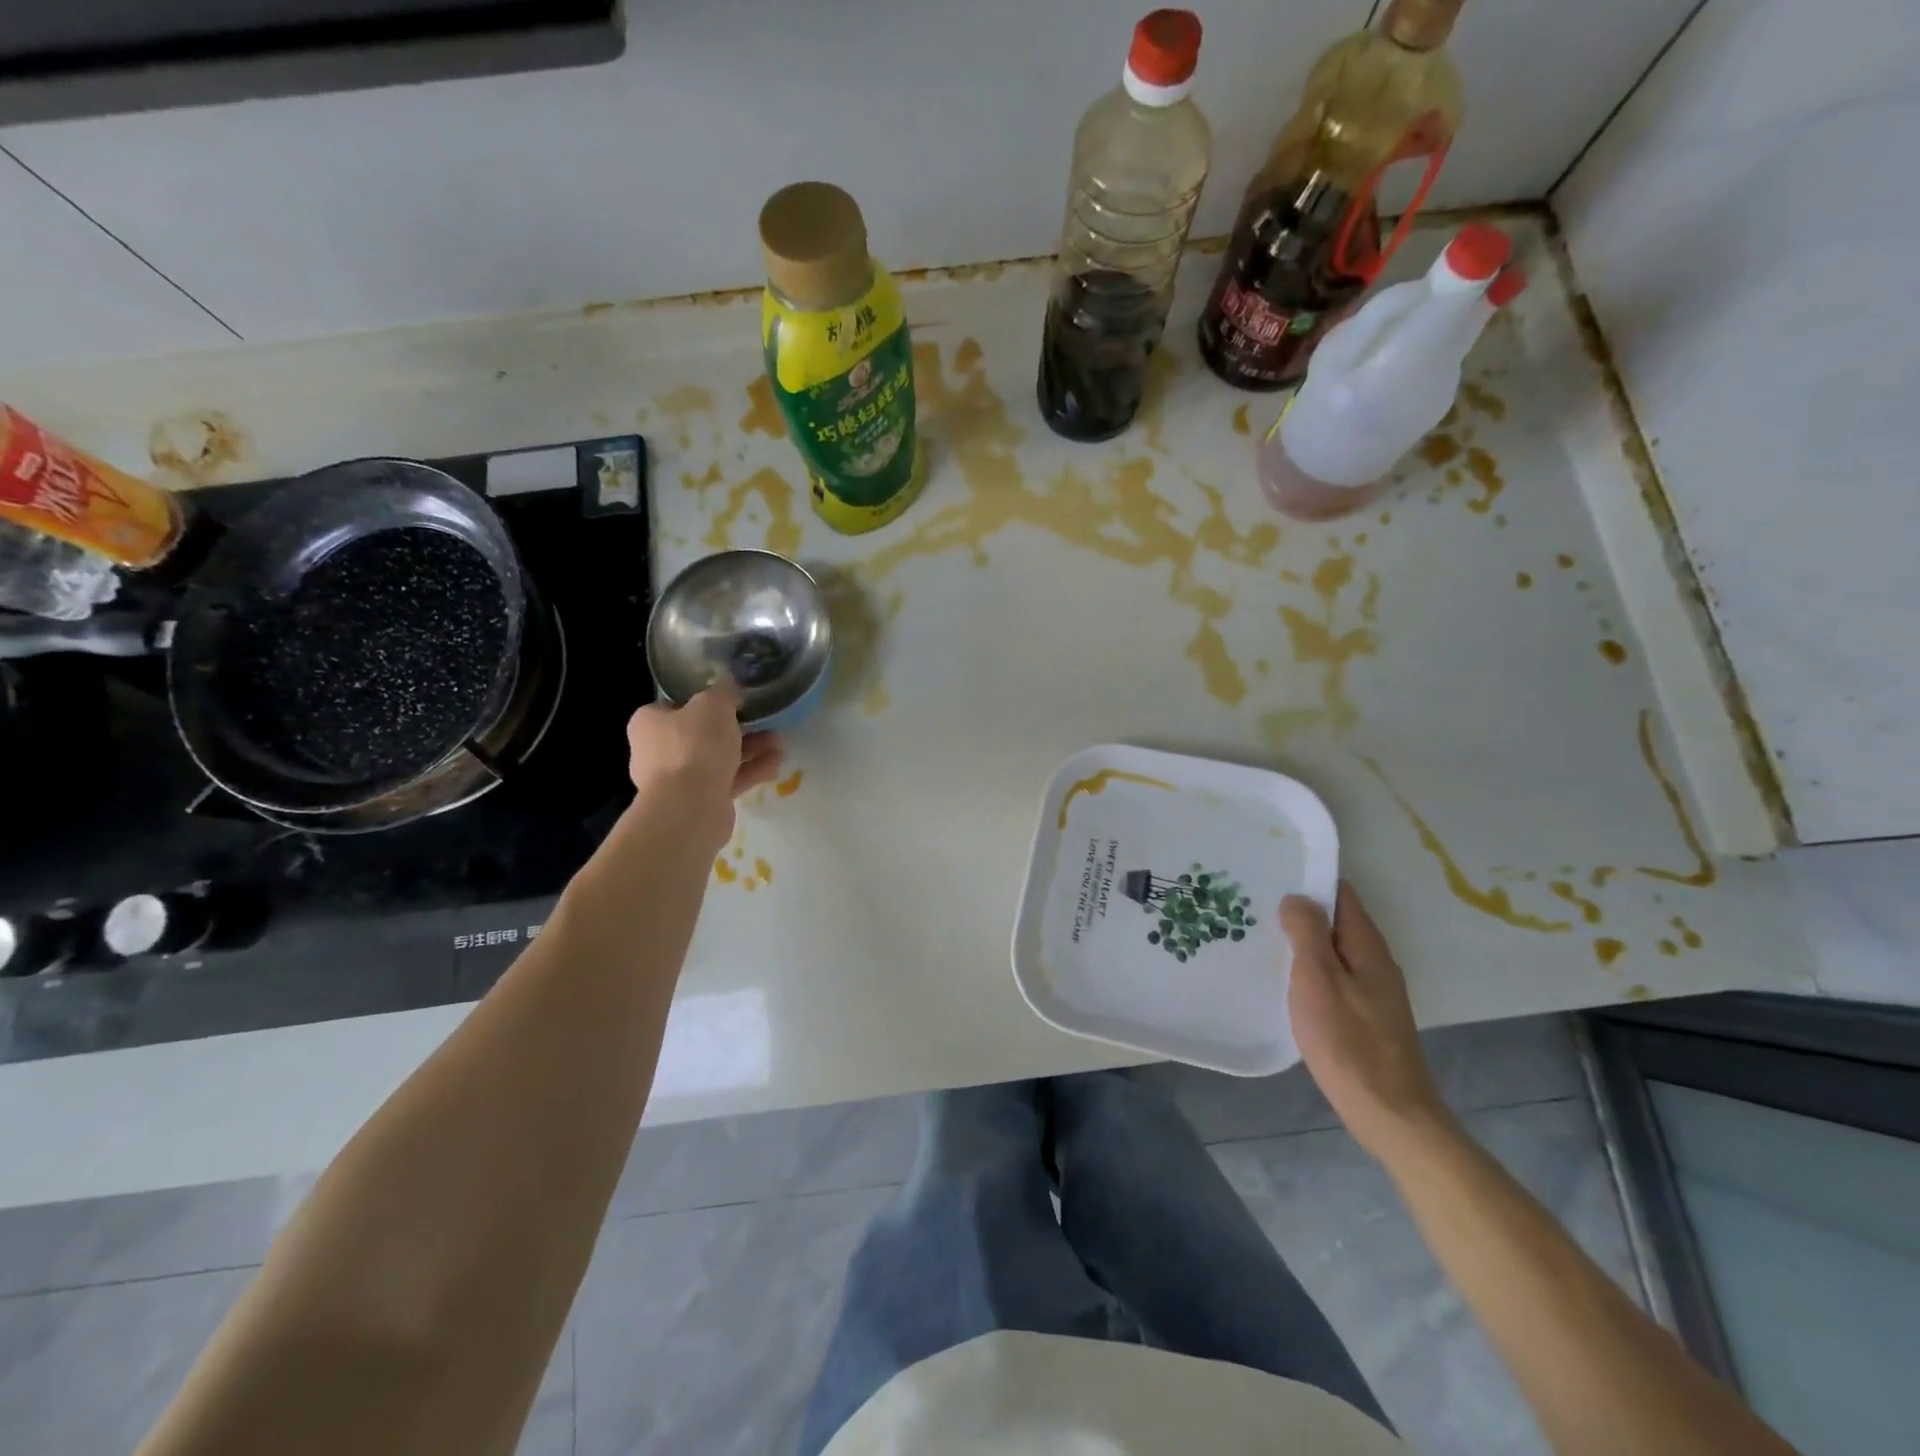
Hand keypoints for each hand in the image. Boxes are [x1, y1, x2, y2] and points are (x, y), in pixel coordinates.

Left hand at [624, 682, 784, 848]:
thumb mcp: (714, 704)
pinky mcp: (697, 801)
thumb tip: (730, 687)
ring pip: (718, 758)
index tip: (732, 700)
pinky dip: (750, 771)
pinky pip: (727, 780)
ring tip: (779, 742)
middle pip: (701, 733)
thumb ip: (724, 692)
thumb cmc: (694, 746)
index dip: (704, 700)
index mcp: (649, 723)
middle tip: (763, 720)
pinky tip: (776, 764)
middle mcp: (657, 751)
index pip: (676, 705)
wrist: (690, 807)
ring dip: (749, 750)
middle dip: (737, 728)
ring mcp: (677, 780)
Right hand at [1280, 883, 1448, 1160]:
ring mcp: (1372, 990)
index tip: (1271, 872)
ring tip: (1260, 935)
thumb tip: (1296, 897)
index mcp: (1367, 946)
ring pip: (1333, 950)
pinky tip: (1283, 978)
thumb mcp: (1318, 980)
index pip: (1341, 894)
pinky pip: (1333, 975)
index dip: (1309, 879)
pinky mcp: (1364, 1015)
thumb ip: (1307, 934)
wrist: (1389, 1113)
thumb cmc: (1348, 1042)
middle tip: (1254, 903)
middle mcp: (1374, 961)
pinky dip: (1309, 968)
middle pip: (1336, 921)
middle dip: (1300, 910)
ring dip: (1302, 940)